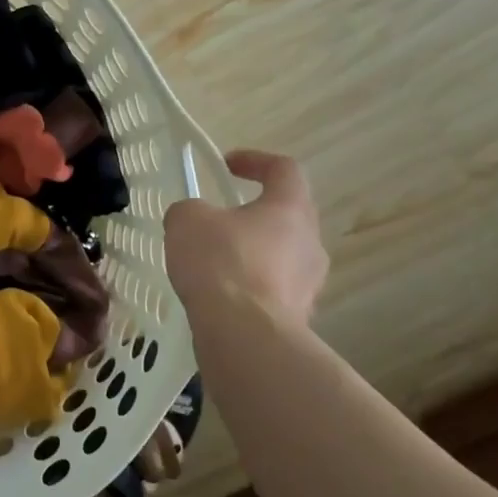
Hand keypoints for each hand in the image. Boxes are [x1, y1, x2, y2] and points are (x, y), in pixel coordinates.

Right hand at [164, 150, 326, 328]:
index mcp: (289, 209)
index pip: (284, 169)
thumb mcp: (187, 220)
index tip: (226, 166)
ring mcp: (310, 284)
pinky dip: (251, 287)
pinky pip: (274, 290)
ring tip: (215, 264)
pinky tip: (222, 297)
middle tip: (219, 221)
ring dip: (253, 253)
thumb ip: (190, 210)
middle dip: (253, 213)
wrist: (244, 335)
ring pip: (282, 255)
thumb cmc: (220, 263)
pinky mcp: (299, 317)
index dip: (255, 161)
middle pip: (287, 215)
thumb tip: (195, 219)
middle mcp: (310, 242)